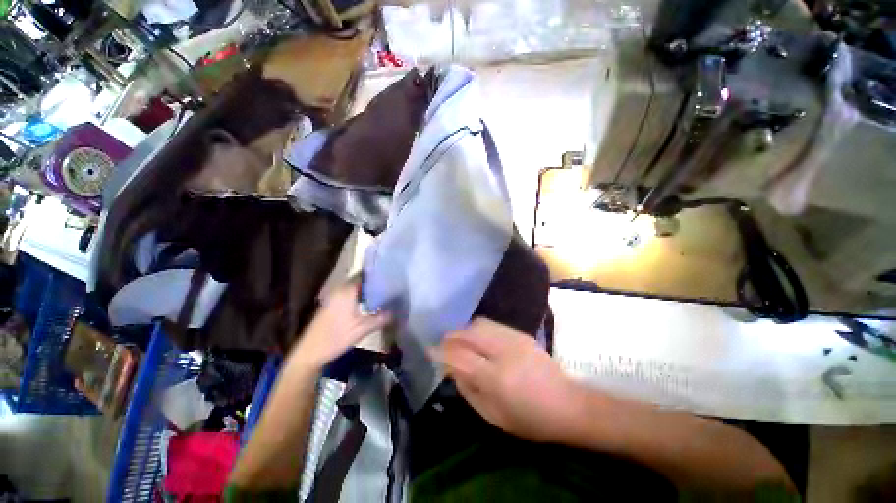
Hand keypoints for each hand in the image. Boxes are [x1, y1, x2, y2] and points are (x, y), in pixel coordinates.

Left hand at [291, 279, 390, 371]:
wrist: (309, 353)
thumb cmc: (336, 338)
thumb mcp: (362, 329)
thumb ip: (381, 318)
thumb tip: (396, 312)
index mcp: (347, 291)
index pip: (365, 275)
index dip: (379, 275)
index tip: (393, 278)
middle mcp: (340, 289)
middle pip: (361, 280)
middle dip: (376, 283)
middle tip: (392, 286)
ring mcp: (334, 297)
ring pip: (356, 288)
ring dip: (369, 290)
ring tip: (385, 293)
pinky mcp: (332, 305)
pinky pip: (350, 294)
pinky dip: (361, 296)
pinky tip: (371, 304)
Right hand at [434, 318, 584, 442]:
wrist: (568, 404)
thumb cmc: (530, 420)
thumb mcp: (494, 416)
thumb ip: (468, 390)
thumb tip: (451, 369)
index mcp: (496, 378)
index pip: (460, 356)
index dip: (441, 351)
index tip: (429, 350)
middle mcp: (504, 351)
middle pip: (468, 333)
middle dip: (451, 337)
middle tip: (444, 345)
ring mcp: (514, 339)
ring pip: (479, 324)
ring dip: (464, 331)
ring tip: (459, 342)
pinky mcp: (520, 333)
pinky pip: (491, 324)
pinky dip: (478, 330)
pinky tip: (478, 340)